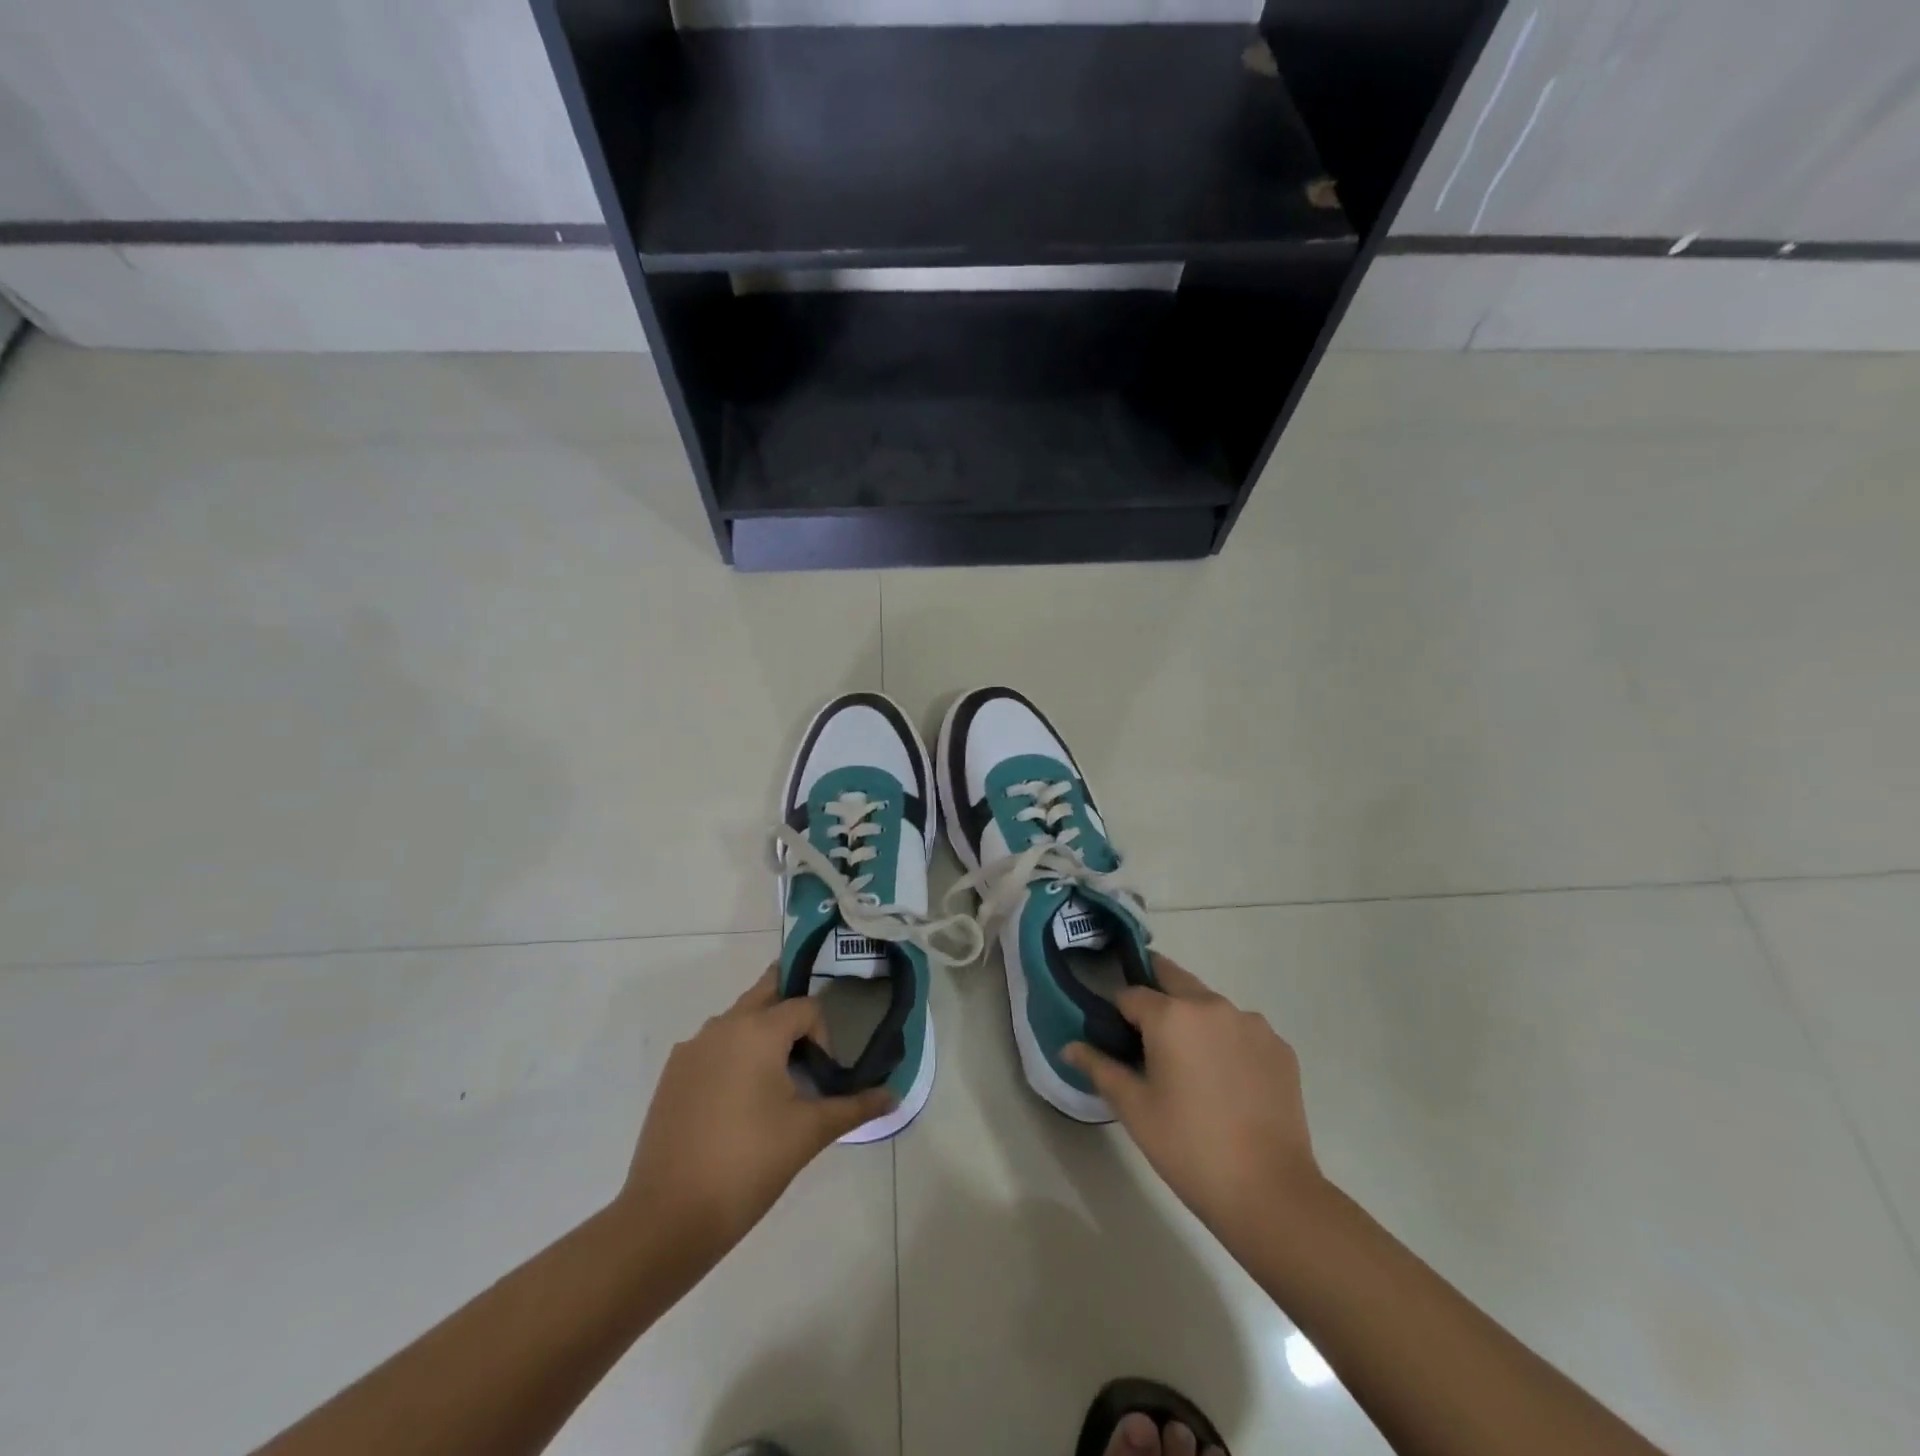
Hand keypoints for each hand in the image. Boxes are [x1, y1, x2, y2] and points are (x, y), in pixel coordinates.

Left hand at [616, 967, 893, 1259]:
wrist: (667, 1217)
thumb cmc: (748, 1165)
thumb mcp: (809, 1132)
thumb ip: (854, 1107)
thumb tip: (894, 1096)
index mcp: (757, 1030)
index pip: (805, 1007)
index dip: (824, 1035)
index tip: (823, 1076)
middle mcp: (722, 1026)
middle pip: (765, 992)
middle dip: (790, 1006)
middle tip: (809, 1039)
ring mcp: (691, 1049)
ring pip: (736, 1019)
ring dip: (761, 1031)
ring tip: (776, 1076)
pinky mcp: (672, 1075)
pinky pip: (712, 1046)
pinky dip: (732, 1055)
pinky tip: (738, 1101)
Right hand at [1065, 956, 1323, 1249]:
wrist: (1269, 1191)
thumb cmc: (1188, 1147)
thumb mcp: (1133, 1108)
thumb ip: (1099, 1067)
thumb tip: (1067, 1046)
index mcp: (1172, 1015)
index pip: (1130, 994)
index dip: (1116, 1012)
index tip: (1114, 1035)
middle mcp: (1212, 1004)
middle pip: (1173, 979)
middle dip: (1154, 993)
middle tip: (1146, 1033)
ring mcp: (1251, 1023)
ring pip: (1209, 1004)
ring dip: (1193, 1018)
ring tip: (1190, 1065)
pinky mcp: (1279, 1046)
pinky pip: (1241, 1029)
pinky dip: (1226, 1040)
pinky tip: (1226, 1080)